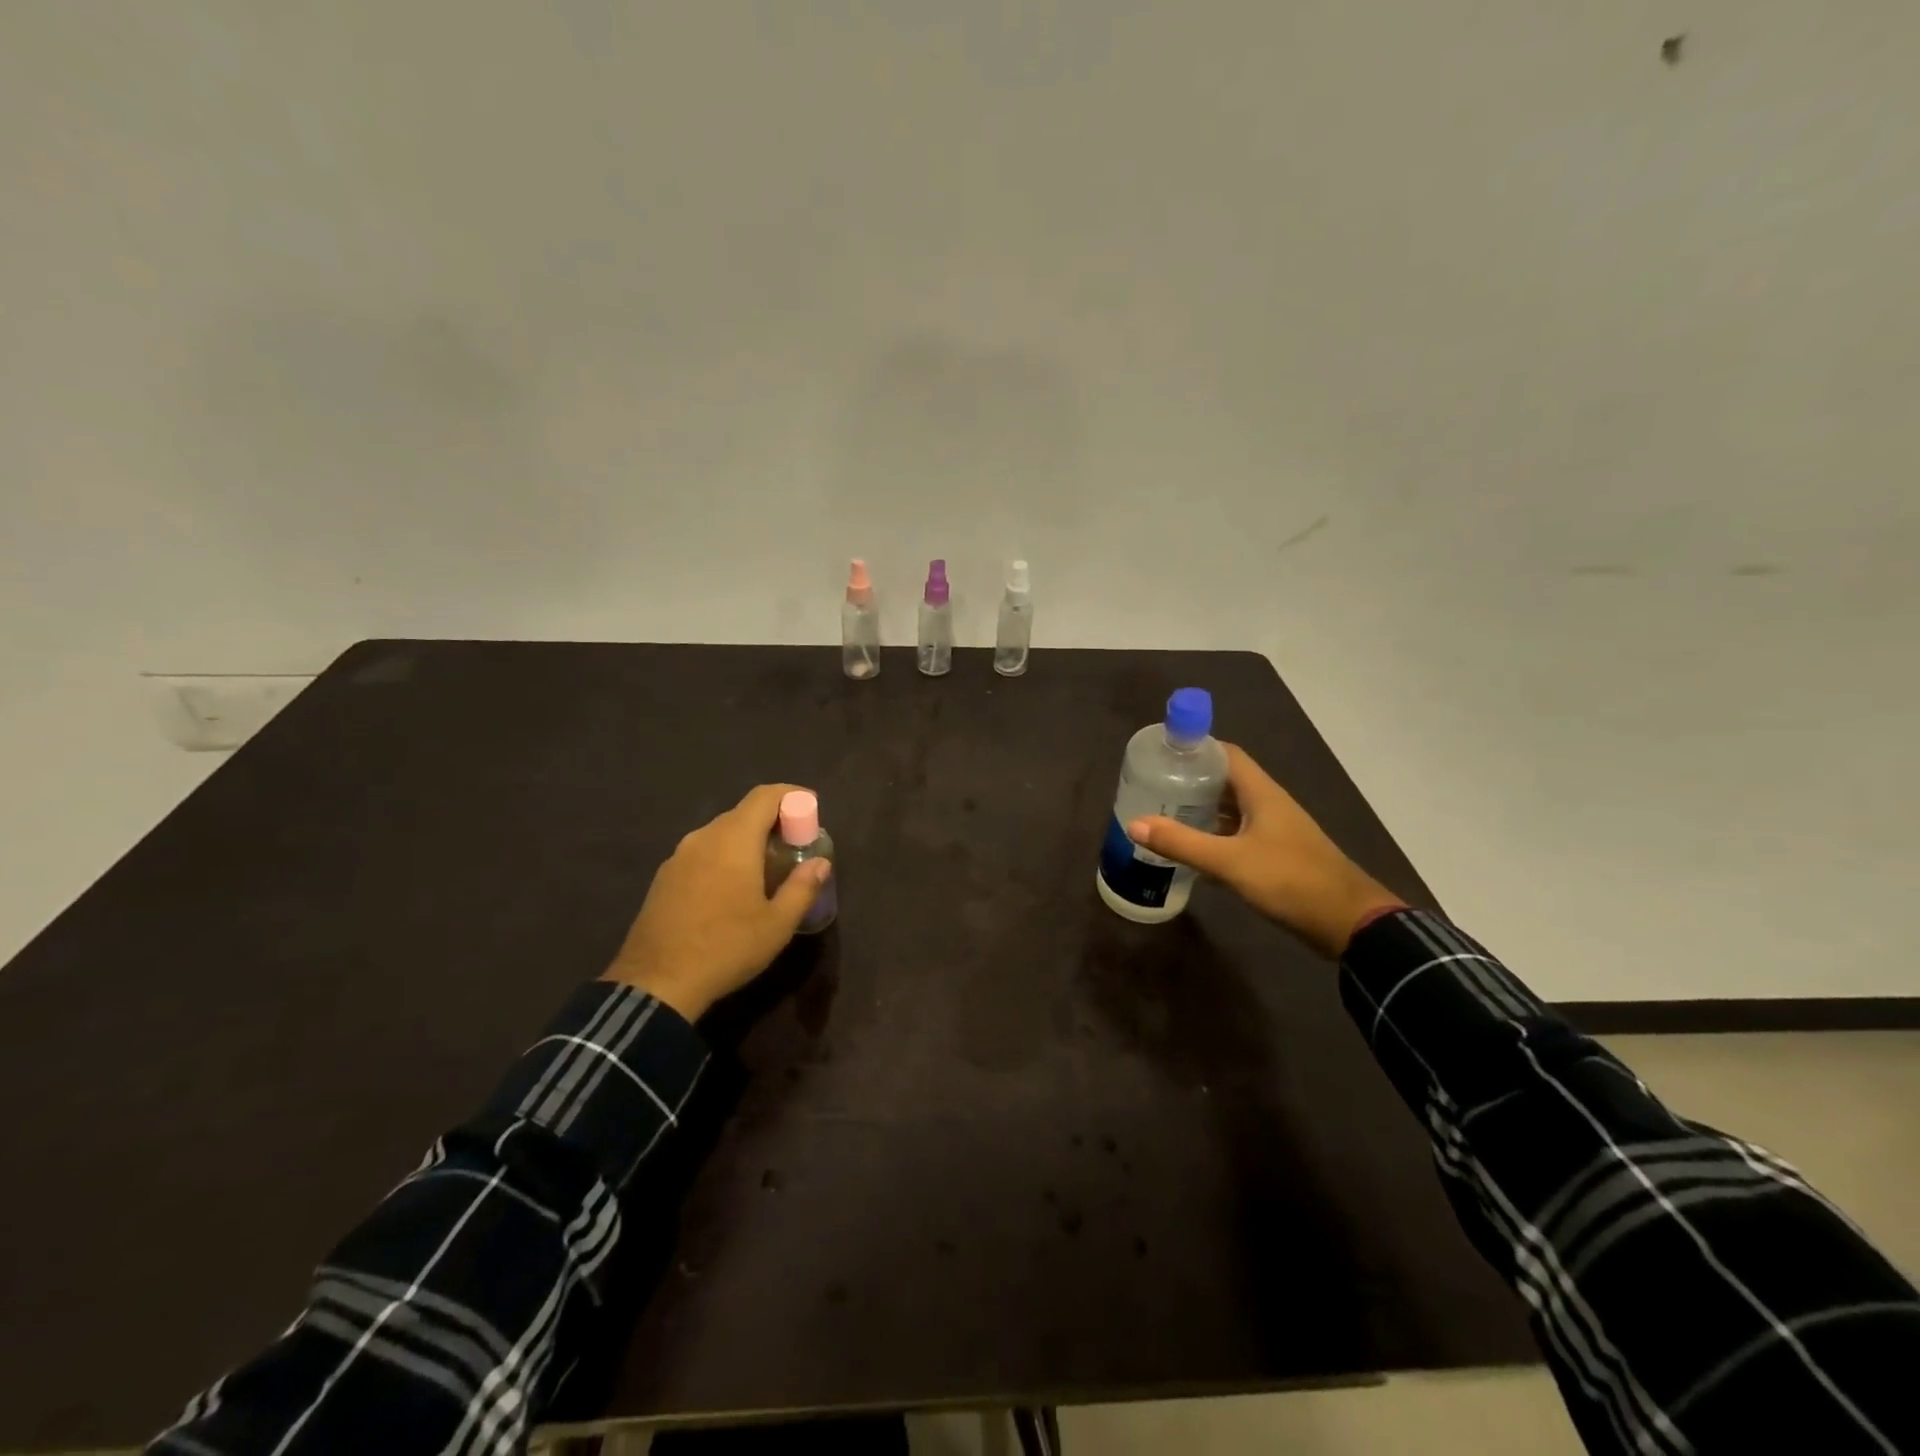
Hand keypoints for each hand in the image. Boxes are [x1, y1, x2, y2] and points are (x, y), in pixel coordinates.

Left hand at [601, 784, 831, 1020]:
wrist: (655, 984)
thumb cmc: (726, 947)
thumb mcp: (777, 924)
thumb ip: (802, 887)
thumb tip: (820, 863)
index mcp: (733, 839)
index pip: (765, 796)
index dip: (791, 794)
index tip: (812, 807)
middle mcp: (703, 837)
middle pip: (743, 813)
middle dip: (773, 821)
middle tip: (795, 845)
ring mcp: (678, 857)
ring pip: (721, 834)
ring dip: (747, 841)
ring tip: (767, 869)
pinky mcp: (664, 878)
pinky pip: (702, 853)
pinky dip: (725, 857)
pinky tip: (732, 889)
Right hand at [1126, 744, 1402, 958]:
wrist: (1348, 923)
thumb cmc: (1290, 880)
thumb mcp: (1229, 862)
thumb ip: (1182, 843)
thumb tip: (1134, 824)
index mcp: (1262, 793)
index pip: (1226, 754)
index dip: (1195, 748)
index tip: (1162, 754)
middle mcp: (1269, 804)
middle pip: (1226, 780)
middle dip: (1190, 779)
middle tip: (1153, 785)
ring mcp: (1275, 830)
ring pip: (1231, 808)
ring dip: (1201, 808)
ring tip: (1164, 812)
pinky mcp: (1276, 854)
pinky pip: (1238, 833)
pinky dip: (1214, 834)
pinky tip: (1192, 847)